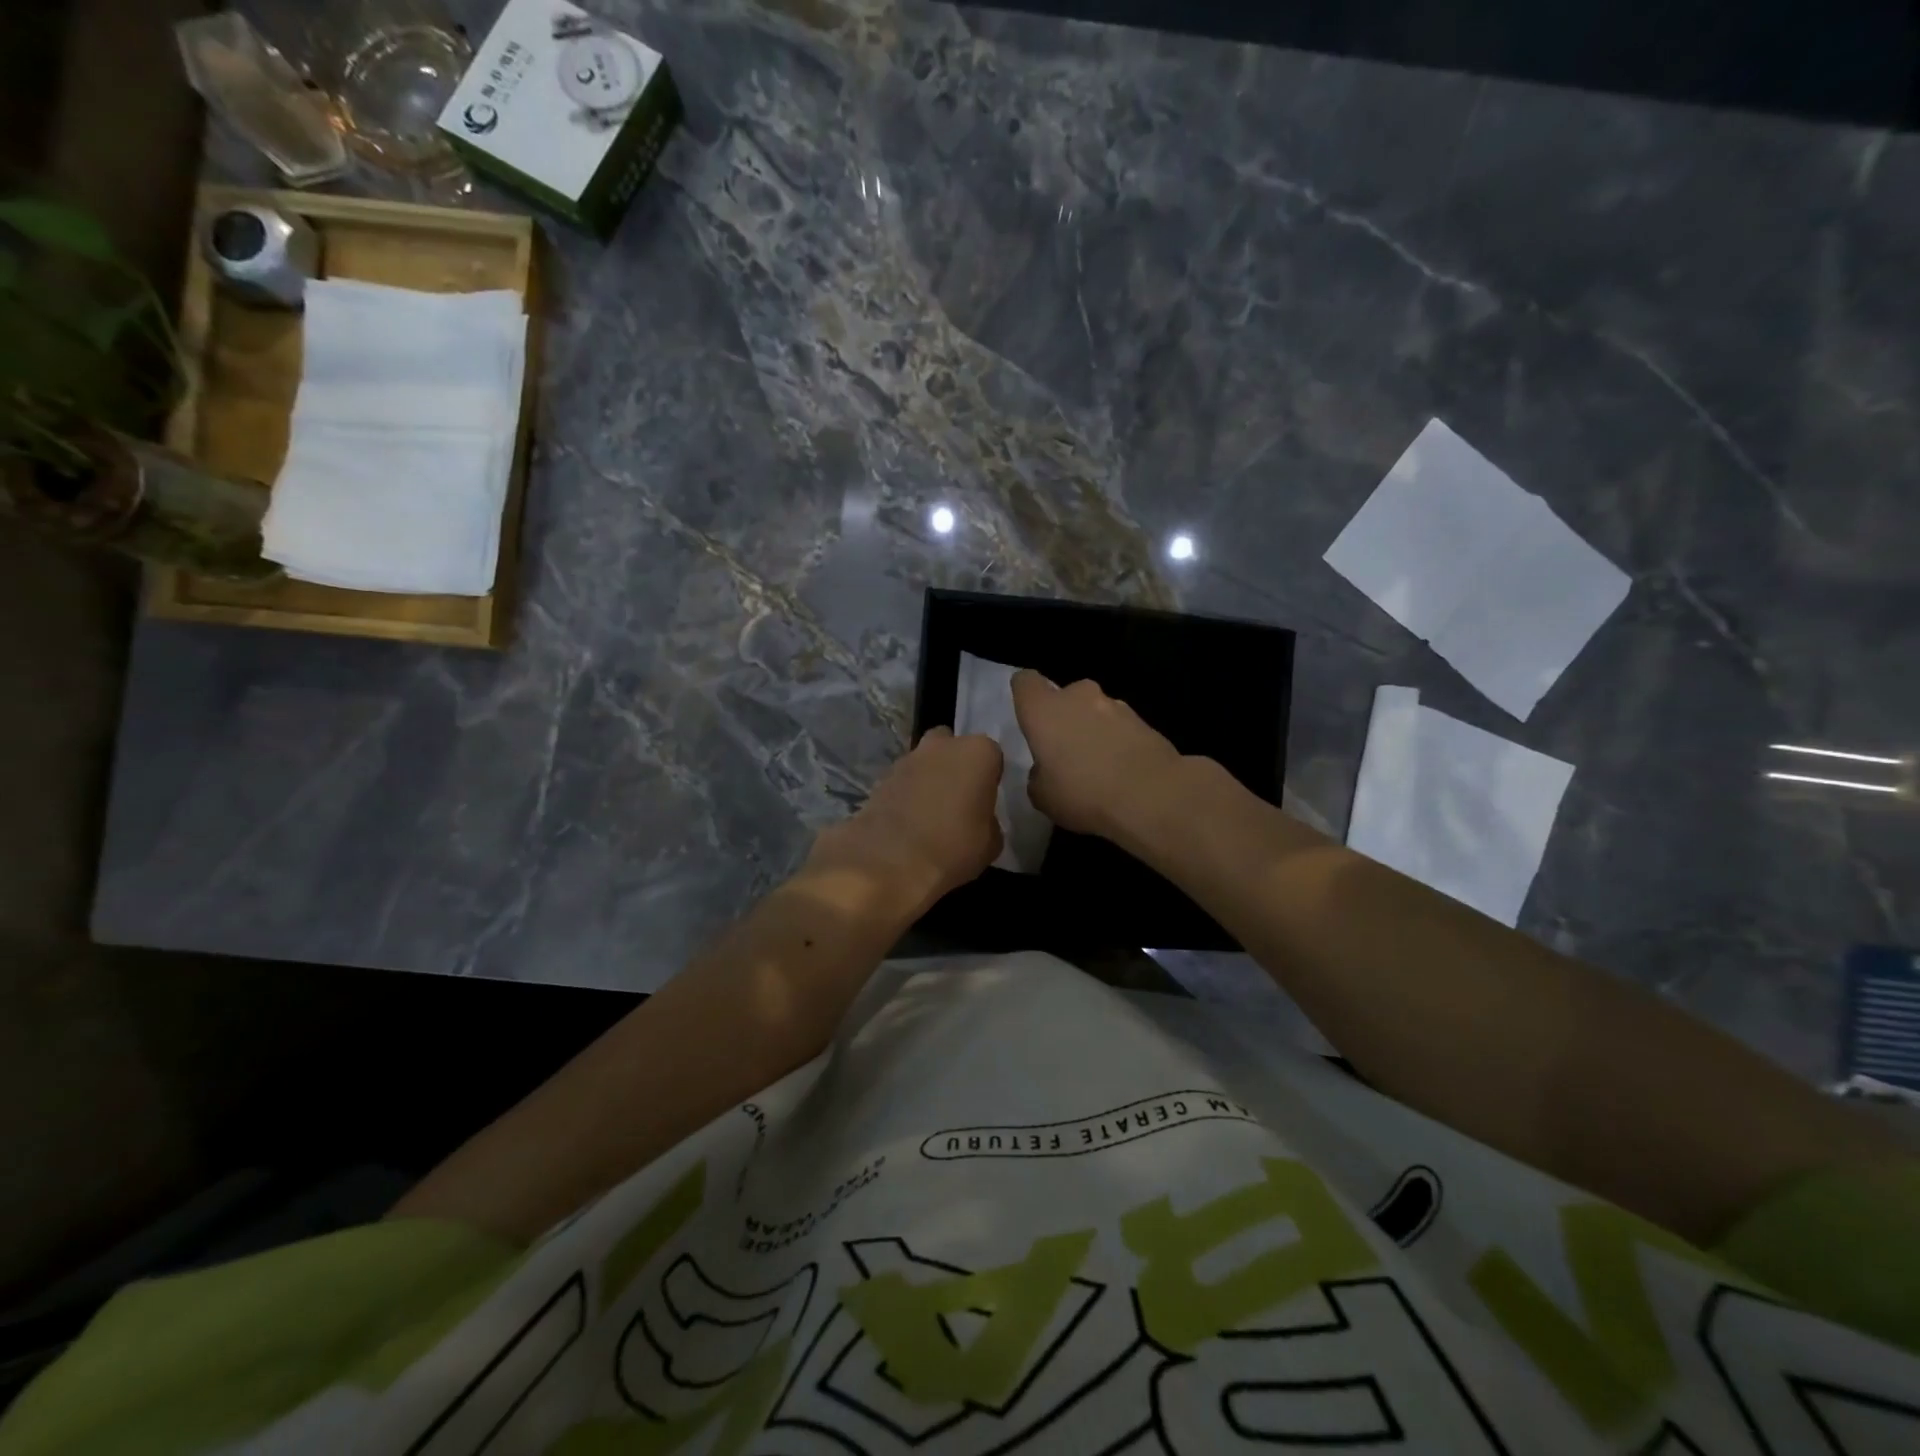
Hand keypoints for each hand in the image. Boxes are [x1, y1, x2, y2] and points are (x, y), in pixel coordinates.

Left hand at [807, 728, 1003, 909]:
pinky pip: (903, 781)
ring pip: (925, 762)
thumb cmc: (954, 847)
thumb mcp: (991, 843)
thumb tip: (981, 821)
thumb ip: (989, 821)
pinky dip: (907, 794)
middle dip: (955, 766)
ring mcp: (907, 759)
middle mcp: (942, 745)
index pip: (992, 756)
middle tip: (959, 799)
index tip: (986, 800)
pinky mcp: (880, 777)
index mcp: (977, 752)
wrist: (891, 862)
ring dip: (929, 778)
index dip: (989, 778)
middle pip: (953, 747)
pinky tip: (909, 821)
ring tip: (931, 814)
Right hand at [1011, 671, 1182, 838]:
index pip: (1025, 682)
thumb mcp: (1042, 796)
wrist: (1150, 795)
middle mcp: (1078, 697)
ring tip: (1097, 765)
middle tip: (1064, 750)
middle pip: (1064, 696)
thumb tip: (1046, 770)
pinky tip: (1121, 771)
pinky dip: (1117, 742)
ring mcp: (1115, 705)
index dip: (1025, 695)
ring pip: (1094, 711)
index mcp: (1044, 709)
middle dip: (1064, 716)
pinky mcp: (1144, 720)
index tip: (1027, 715)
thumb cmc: (1082, 792)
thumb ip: (1038, 775)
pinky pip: (1120, 727)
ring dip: (1092, 729)